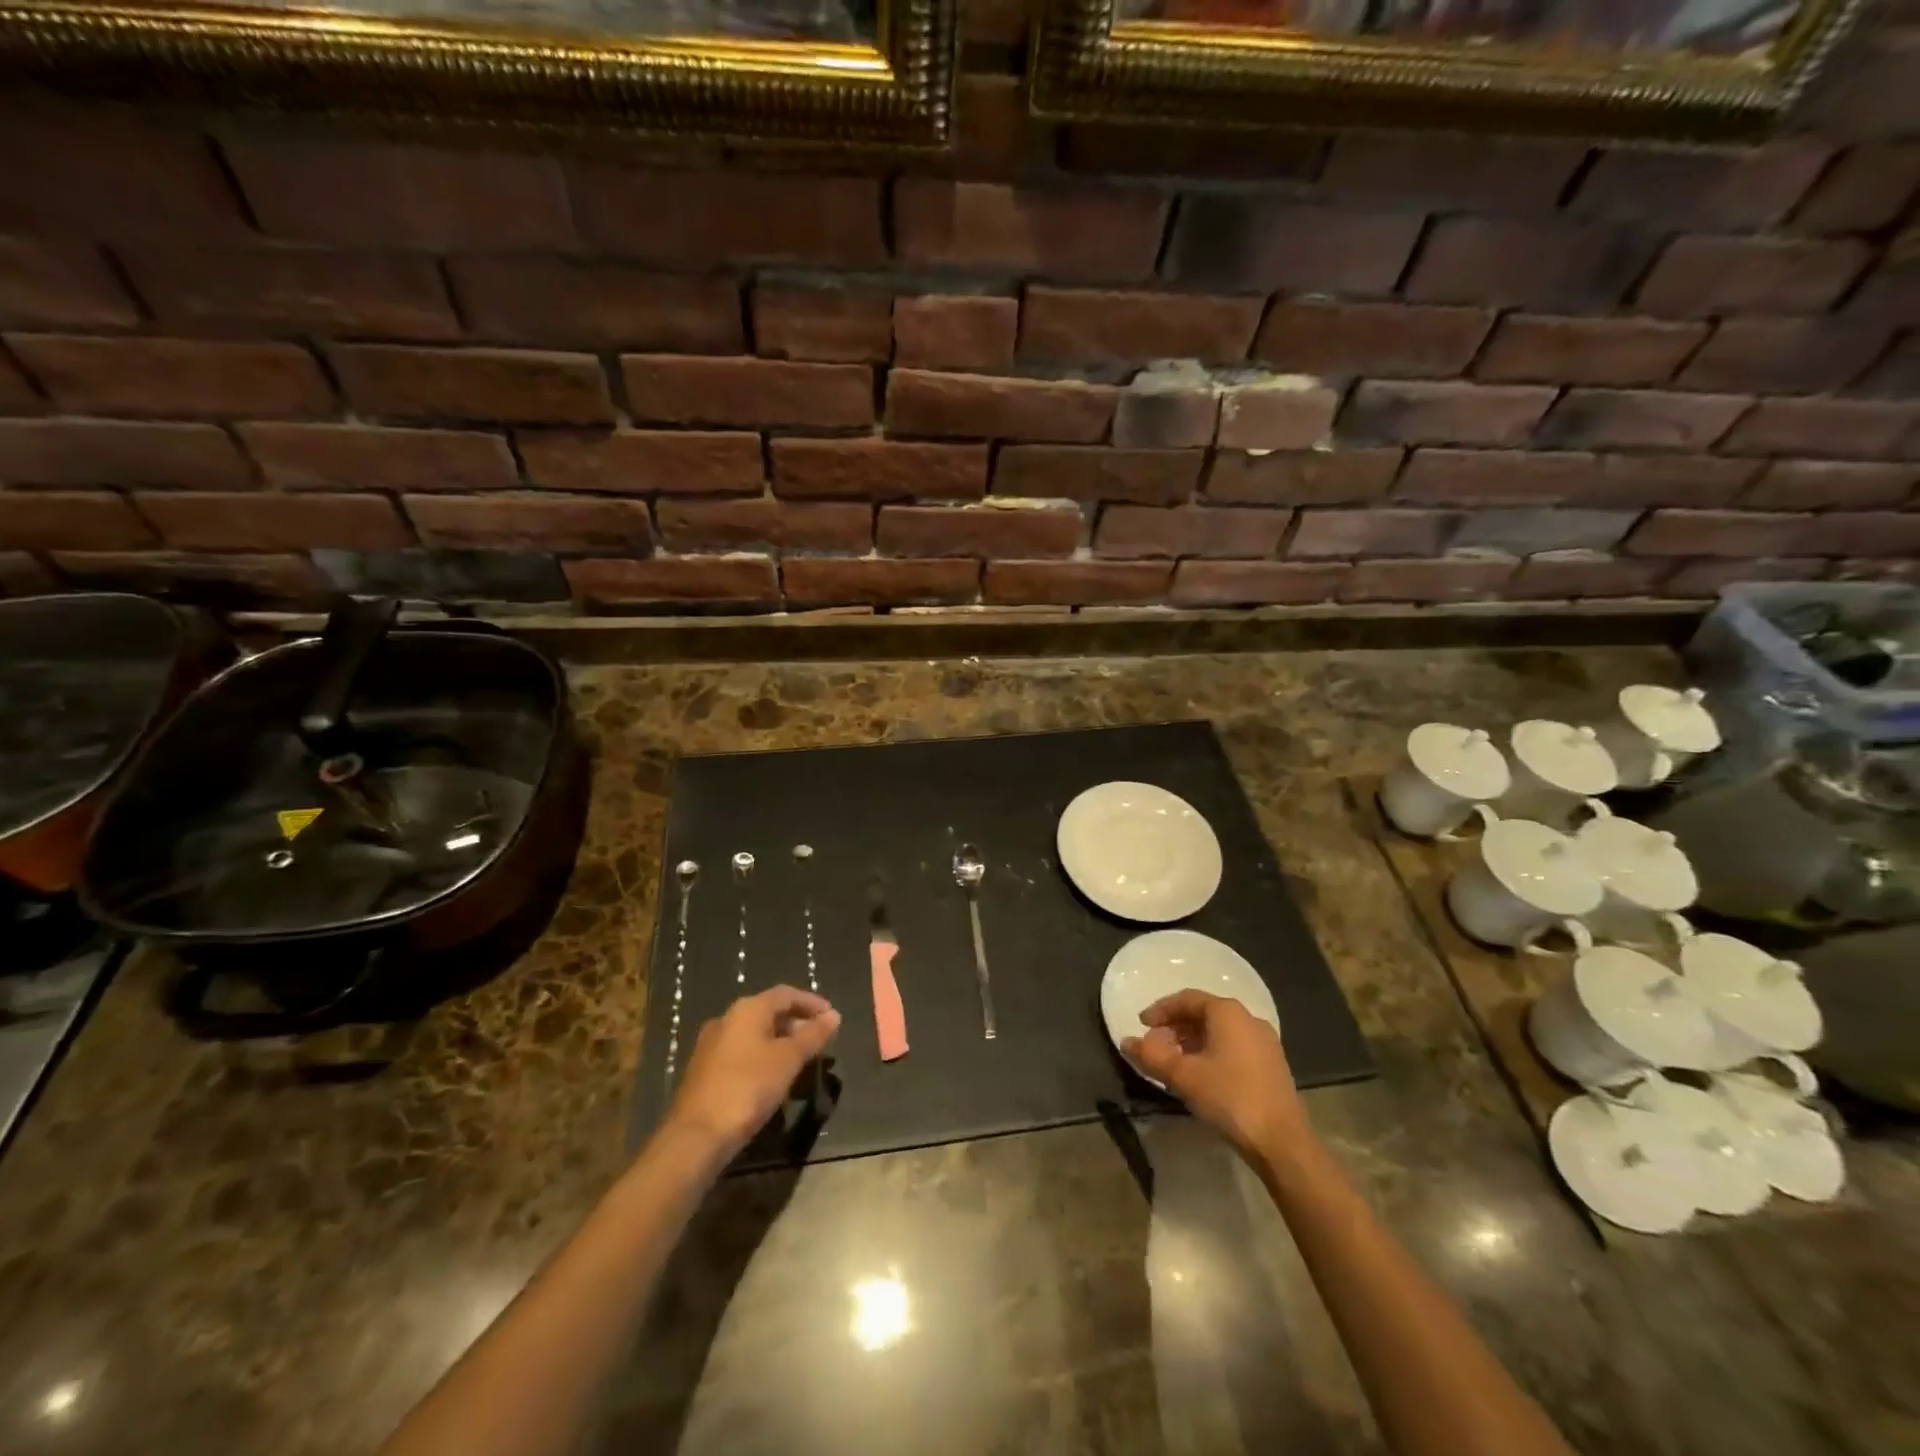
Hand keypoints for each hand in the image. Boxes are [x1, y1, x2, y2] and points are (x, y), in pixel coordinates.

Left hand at [663, 986, 840, 1160]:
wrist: (696, 1136)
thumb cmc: (748, 1087)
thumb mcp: (788, 1060)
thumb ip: (813, 1035)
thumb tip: (834, 1015)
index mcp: (747, 1009)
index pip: (786, 994)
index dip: (811, 1002)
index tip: (832, 1017)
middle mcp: (727, 1019)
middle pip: (768, 1011)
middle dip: (796, 1023)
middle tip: (818, 1040)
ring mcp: (711, 1045)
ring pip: (754, 1033)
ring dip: (780, 1041)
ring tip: (800, 1060)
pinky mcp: (704, 1070)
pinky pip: (742, 1052)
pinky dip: (763, 1056)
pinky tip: (773, 1077)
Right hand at [1122, 990, 1307, 1158]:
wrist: (1282, 1142)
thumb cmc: (1229, 1097)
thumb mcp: (1183, 1076)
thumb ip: (1151, 1055)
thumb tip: (1126, 1041)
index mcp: (1227, 1012)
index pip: (1186, 999)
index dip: (1160, 1010)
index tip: (1141, 1025)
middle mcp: (1248, 1019)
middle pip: (1203, 1014)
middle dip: (1175, 1027)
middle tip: (1154, 1046)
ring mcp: (1264, 1042)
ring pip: (1219, 1032)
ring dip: (1192, 1042)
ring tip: (1173, 1062)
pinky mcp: (1271, 1065)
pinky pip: (1233, 1047)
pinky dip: (1211, 1053)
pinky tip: (1200, 1075)